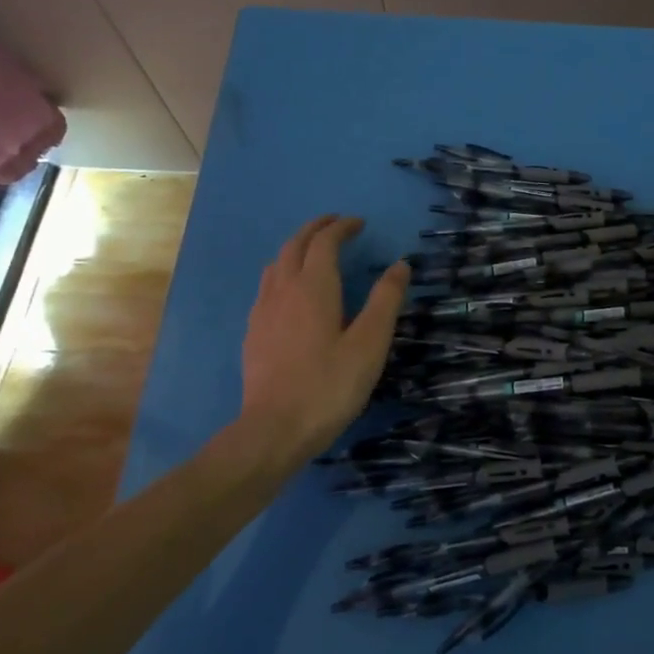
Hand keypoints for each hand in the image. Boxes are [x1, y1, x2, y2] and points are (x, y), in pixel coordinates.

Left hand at [226, 215, 408, 470]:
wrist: (274, 430)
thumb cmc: (330, 385)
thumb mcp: (370, 343)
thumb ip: (386, 300)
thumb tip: (400, 265)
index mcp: (314, 287)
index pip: (325, 242)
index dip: (342, 227)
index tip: (359, 223)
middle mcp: (283, 290)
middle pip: (295, 245)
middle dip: (315, 229)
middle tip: (336, 225)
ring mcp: (263, 311)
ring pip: (276, 264)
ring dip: (296, 248)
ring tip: (313, 251)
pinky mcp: (253, 333)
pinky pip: (267, 286)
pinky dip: (283, 272)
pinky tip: (290, 292)